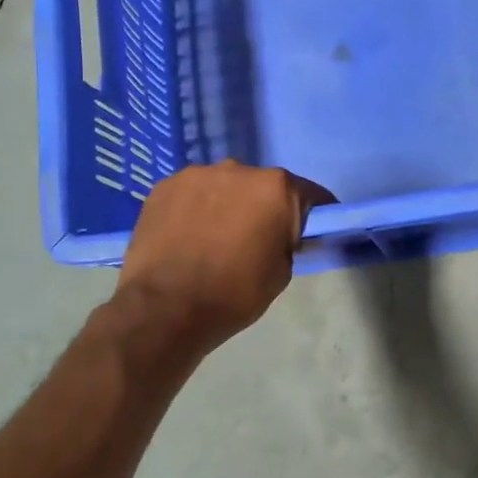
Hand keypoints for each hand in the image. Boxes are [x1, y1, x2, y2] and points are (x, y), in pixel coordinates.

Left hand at [115, 161, 334, 355]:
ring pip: (225, 186)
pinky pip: (192, 193)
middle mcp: (239, 169)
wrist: (165, 309)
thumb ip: (289, 241)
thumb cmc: (235, 293)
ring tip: (215, 238)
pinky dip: (196, 208)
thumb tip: (283, 233)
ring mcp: (197, 174)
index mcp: (277, 188)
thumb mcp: (282, 272)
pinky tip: (187, 236)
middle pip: (263, 186)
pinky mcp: (164, 186)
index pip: (310, 195)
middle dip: (265, 207)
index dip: (314, 215)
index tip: (311, 233)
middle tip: (256, 239)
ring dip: (228, 204)